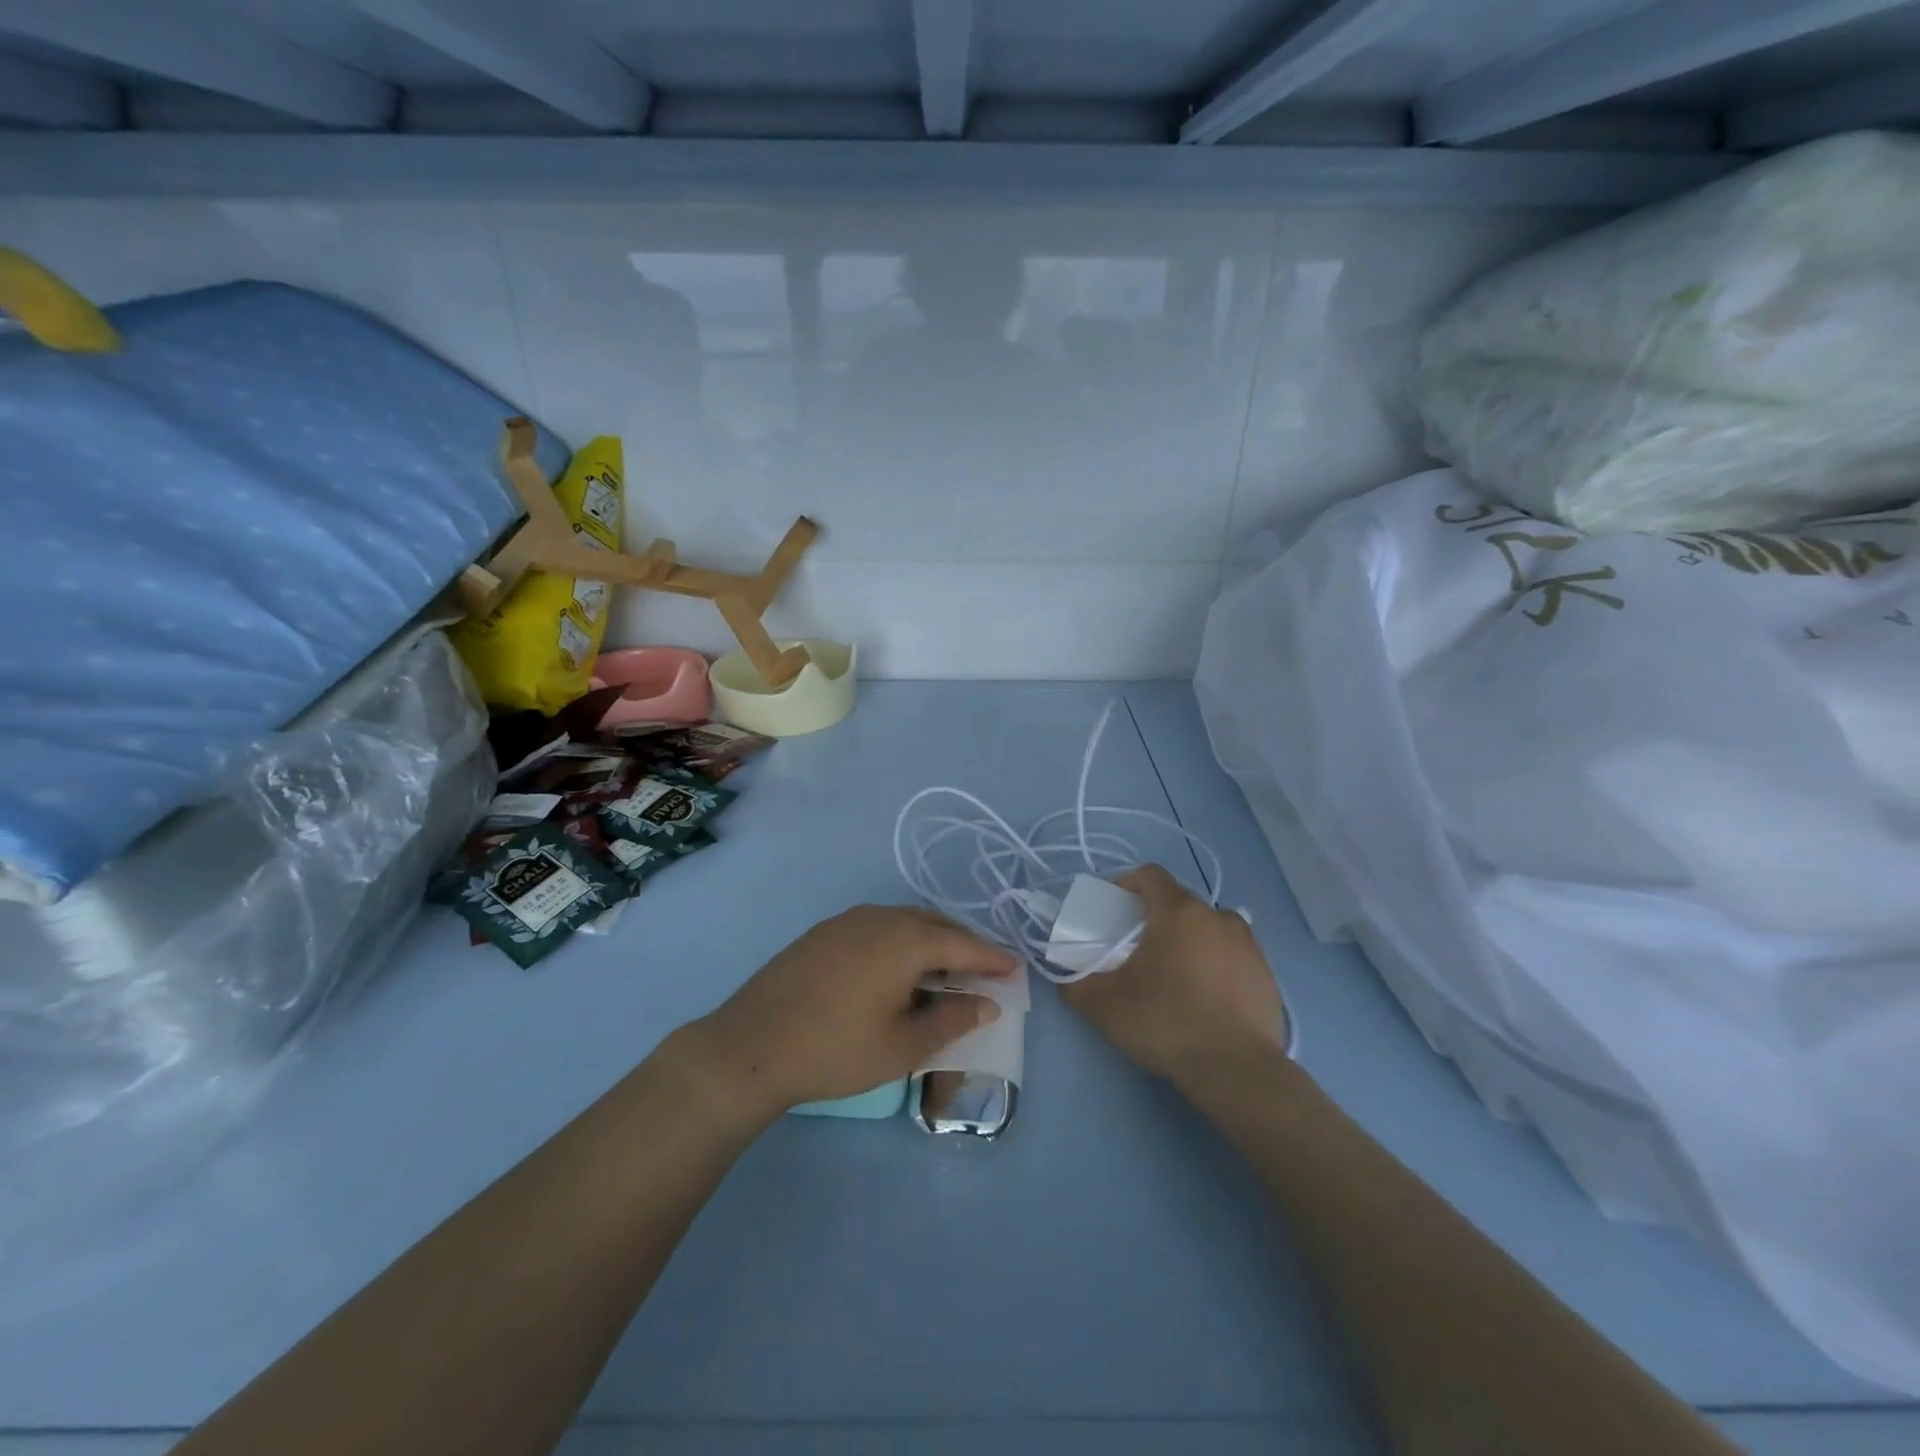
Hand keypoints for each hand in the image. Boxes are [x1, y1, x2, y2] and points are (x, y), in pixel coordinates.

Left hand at [683, 906, 1017, 1122]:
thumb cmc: (835, 1049)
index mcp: (905, 939)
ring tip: (943, 974)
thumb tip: (986, 1003)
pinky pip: (878, 928)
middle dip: (963, 945)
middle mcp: (879, 917)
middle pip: (935, 924)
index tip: (1015, 970)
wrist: (750, 1046)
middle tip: (983, 972)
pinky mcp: (823, 932)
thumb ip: (950, 1020)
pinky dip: (900, 943)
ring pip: (904, 922)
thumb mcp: (903, 1046)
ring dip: (930, 943)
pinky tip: (896, 972)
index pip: (963, 943)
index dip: (992, 958)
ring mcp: (847, 920)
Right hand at [1059, 864, 1286, 1087]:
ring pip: (1210, 927)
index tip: (1115, 907)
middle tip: (1139, 948)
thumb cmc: (1166, 1023)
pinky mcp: (1267, 974)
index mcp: (1179, 912)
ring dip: (1190, 939)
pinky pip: (1233, 956)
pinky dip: (1216, 965)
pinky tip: (1205, 999)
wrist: (1237, 1071)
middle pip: (1181, 902)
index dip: (1128, 883)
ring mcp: (1248, 945)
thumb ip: (1076, 986)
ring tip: (1175, 973)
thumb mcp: (1105, 1007)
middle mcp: (1217, 917)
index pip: (1150, 875)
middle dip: (1157, 916)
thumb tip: (1065, 980)